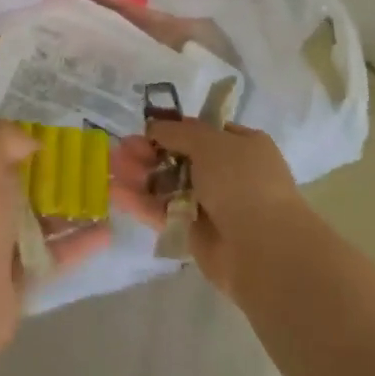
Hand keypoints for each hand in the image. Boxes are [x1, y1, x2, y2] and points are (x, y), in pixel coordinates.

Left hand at [0, 120, 111, 350]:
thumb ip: (3, 138)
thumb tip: (31, 141)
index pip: (1, 151)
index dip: (30, 142)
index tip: (67, 138)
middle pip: (26, 185)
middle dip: (59, 176)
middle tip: (97, 167)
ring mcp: (2, 243)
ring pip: (43, 219)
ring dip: (73, 209)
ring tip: (110, 197)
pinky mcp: (22, 274)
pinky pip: (55, 252)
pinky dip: (80, 242)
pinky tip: (109, 232)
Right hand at [109, 120, 306, 297]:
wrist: (262, 248)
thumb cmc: (242, 183)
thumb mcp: (210, 142)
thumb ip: (179, 132)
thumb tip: (156, 127)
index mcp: (243, 147)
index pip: (204, 132)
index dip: (174, 128)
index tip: (146, 128)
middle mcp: (229, 173)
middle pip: (180, 157)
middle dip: (150, 152)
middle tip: (123, 149)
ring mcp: (211, 205)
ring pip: (168, 185)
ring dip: (141, 175)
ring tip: (112, 167)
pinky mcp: (194, 233)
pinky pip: (163, 212)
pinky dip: (141, 202)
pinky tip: (116, 193)